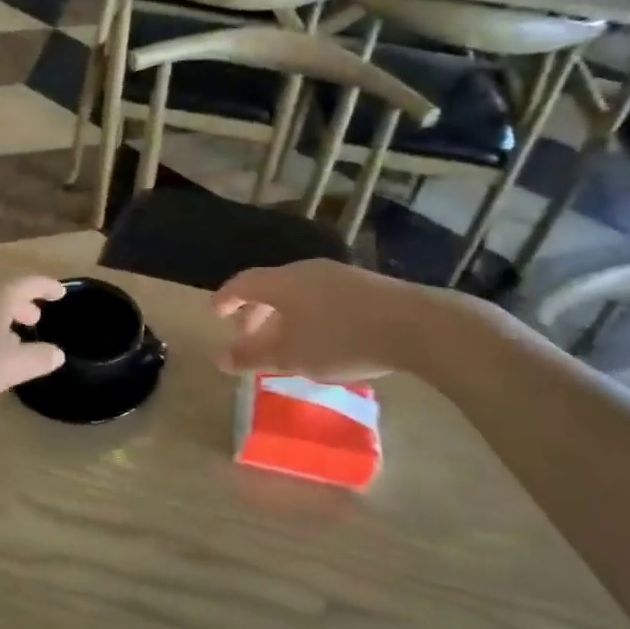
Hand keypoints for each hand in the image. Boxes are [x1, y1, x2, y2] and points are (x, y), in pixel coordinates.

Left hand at [0, 275, 67, 407]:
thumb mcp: (12, 367)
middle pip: (4, 289)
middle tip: (35, 318)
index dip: (48, 287)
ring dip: (0, 313)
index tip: (61, 292)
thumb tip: (56, 352)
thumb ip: (39, 358)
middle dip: (23, 303)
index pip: (30, 283)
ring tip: (8, 334)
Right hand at [214, 259, 471, 380]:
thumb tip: (219, 358)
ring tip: (285, 342)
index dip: (226, 298)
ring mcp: (337, 275)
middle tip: (248, 336)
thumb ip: (253, 357)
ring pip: (297, 291)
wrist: (415, 324)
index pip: (243, 283)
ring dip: (282, 314)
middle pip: (270, 286)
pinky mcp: (363, 286)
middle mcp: (306, 270)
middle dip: (255, 311)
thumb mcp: (291, 357)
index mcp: (282, 282)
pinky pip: (320, 296)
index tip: (215, 313)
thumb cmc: (341, 339)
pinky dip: (306, 314)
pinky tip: (319, 337)